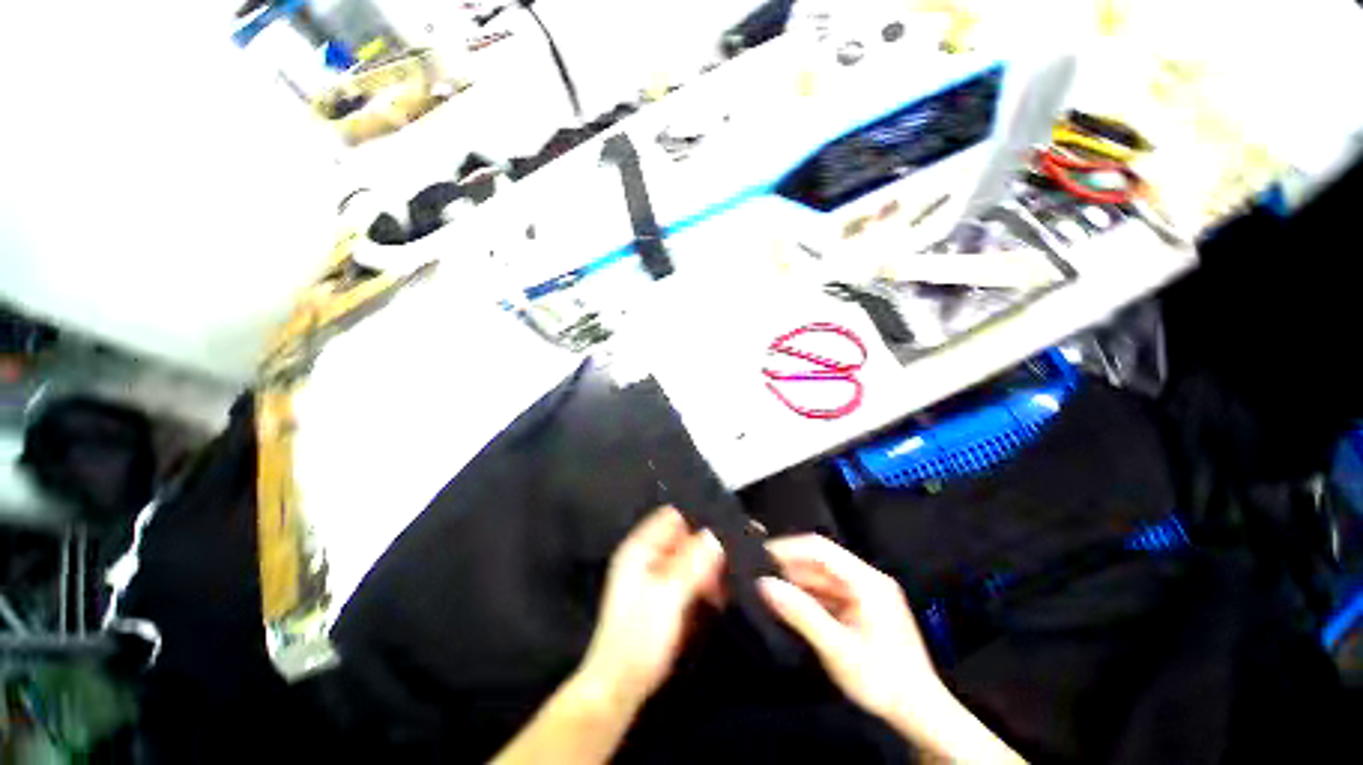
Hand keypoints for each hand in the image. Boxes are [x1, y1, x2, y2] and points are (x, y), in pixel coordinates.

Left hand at [578, 506, 723, 707]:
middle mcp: (647, 556)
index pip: (673, 516)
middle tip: (737, 554)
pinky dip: (704, 581)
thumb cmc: (640, 638)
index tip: (727, 526)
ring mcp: (655, 576)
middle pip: (683, 536)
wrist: (620, 687)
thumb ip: (692, 563)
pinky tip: (721, 592)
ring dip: (708, 565)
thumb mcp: (668, 596)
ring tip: (734, 574)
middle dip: (707, 544)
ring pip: (689, 557)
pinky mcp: (664, 596)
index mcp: (640, 548)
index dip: (698, 518)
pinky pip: (689, 577)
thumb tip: (715, 535)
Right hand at [758, 534, 939, 721]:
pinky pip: (829, 593)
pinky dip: (809, 597)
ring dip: (797, 583)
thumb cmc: (884, 681)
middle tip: (760, 577)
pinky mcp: (863, 608)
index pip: (820, 549)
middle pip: (820, 562)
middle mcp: (867, 579)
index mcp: (866, 581)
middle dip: (790, 567)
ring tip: (769, 591)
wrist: (921, 714)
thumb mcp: (838, 649)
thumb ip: (802, 614)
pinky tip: (792, 607)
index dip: (788, 548)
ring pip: (822, 578)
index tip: (761, 555)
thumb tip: (766, 585)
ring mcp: (866, 593)